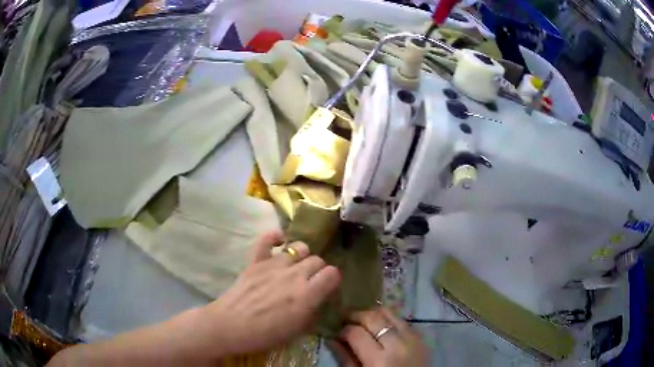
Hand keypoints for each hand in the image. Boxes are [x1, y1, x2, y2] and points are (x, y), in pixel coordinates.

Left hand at [201, 230, 341, 355]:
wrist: (231, 326)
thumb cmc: (265, 335)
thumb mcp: (297, 330)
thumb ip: (312, 311)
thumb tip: (318, 299)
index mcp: (307, 295)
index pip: (333, 274)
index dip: (332, 279)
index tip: (327, 287)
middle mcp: (294, 275)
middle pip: (318, 260)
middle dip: (319, 270)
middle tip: (311, 281)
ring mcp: (274, 265)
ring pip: (299, 247)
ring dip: (302, 255)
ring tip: (297, 265)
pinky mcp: (256, 261)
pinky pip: (267, 239)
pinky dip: (274, 237)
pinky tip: (279, 242)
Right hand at [329, 307, 428, 366]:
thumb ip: (345, 359)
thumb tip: (331, 339)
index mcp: (379, 360)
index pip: (356, 333)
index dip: (343, 330)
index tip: (338, 333)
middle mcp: (398, 344)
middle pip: (373, 317)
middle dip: (356, 315)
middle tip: (346, 319)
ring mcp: (413, 338)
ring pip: (390, 313)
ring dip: (373, 314)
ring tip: (363, 321)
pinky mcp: (422, 337)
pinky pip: (402, 320)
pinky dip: (389, 320)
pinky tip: (382, 327)